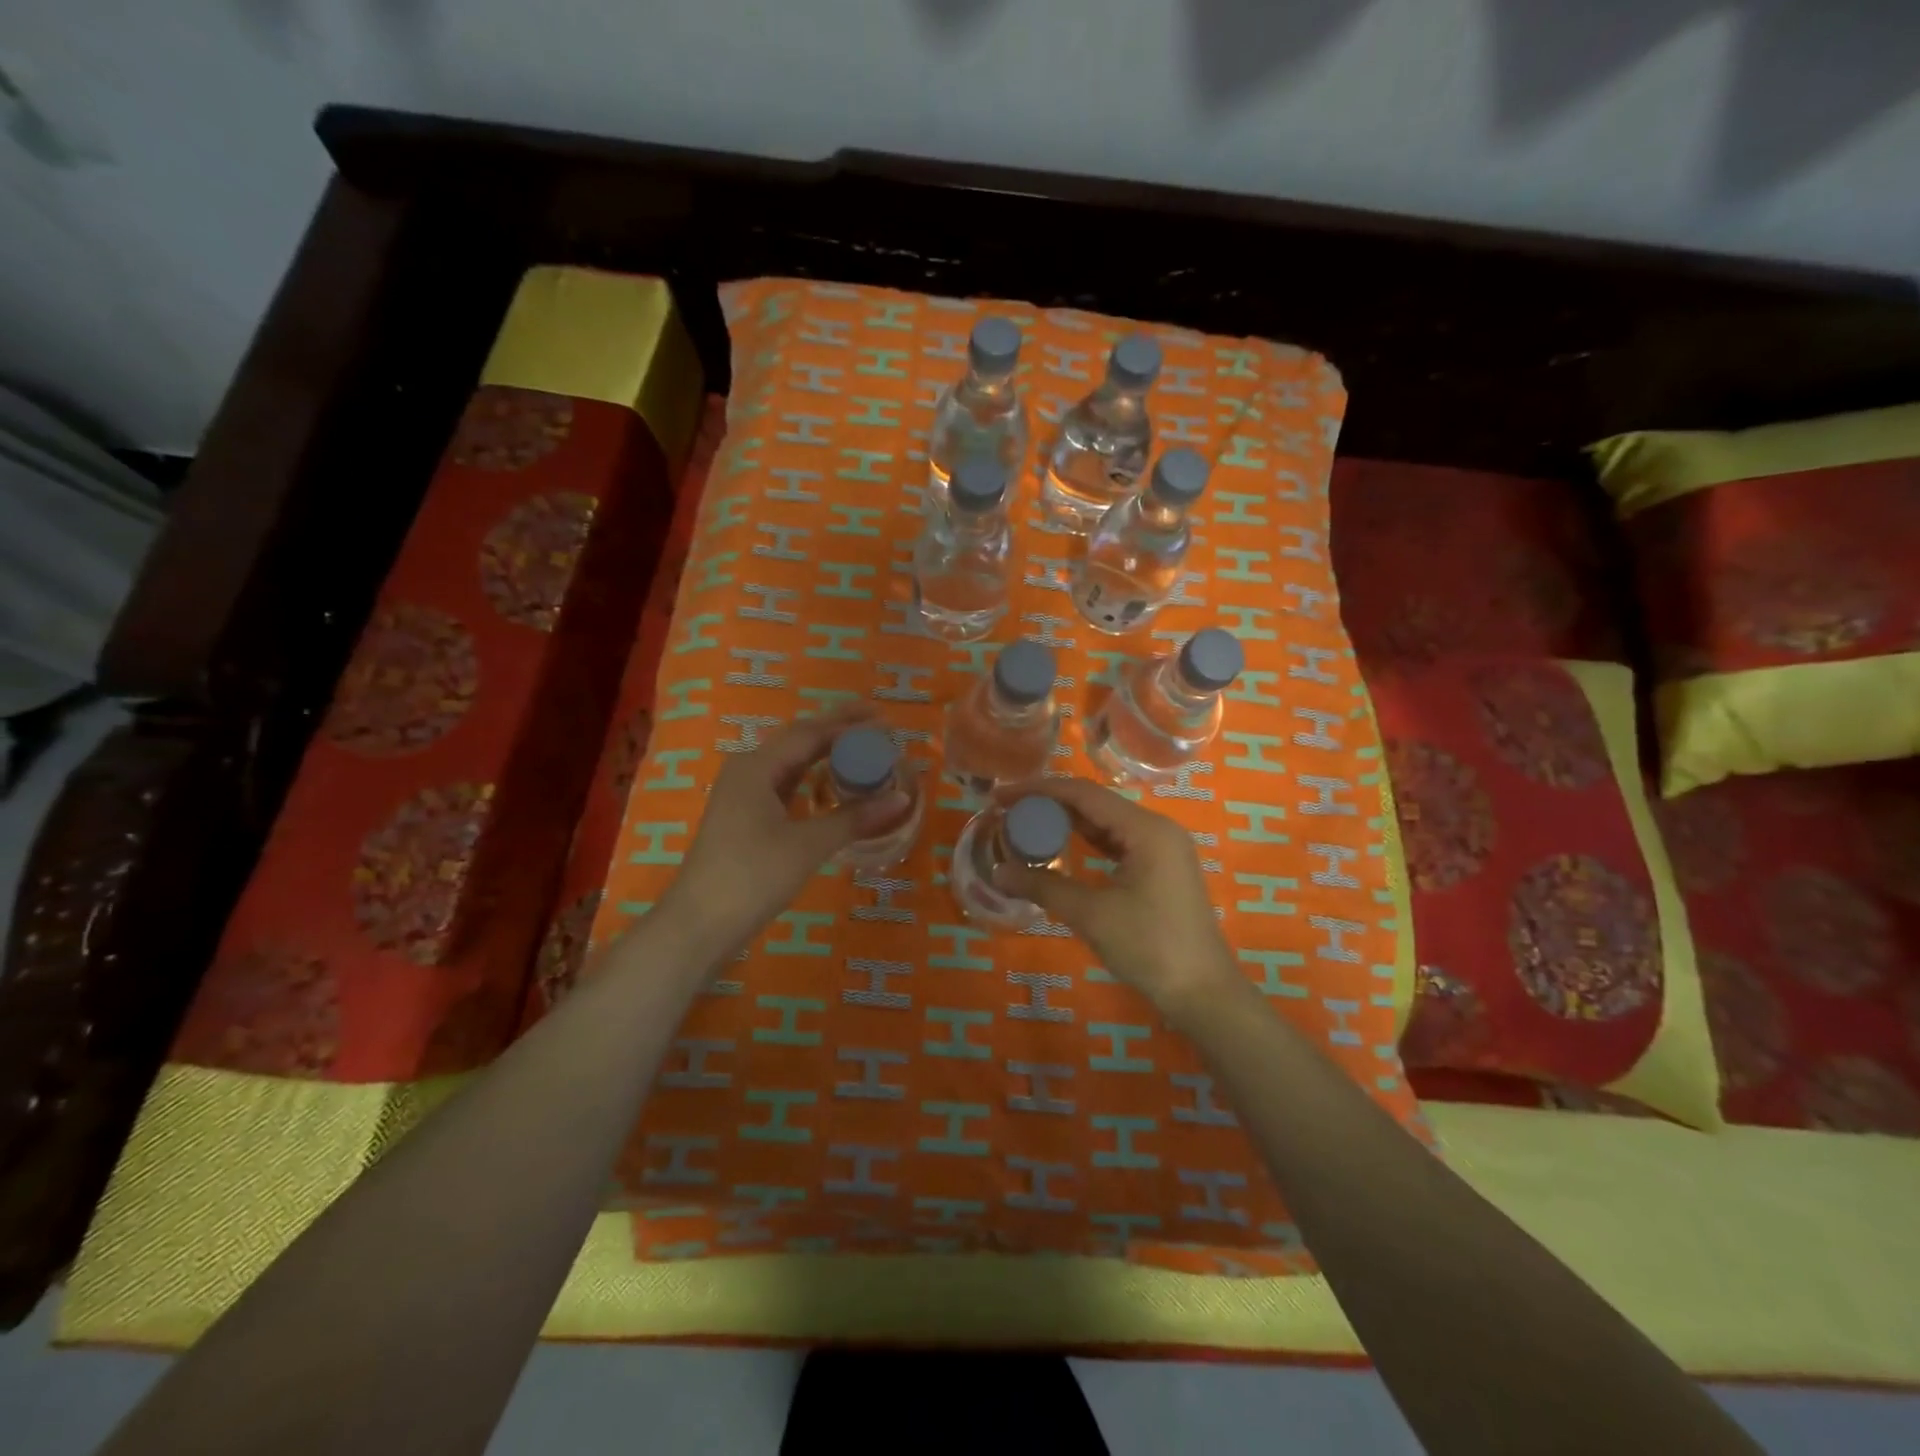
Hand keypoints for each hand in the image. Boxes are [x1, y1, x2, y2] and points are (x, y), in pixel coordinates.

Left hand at [668, 705, 910, 944]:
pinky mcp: (745, 817)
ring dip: (825, 753)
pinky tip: (831, 784)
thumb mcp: (808, 845)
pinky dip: (812, 778)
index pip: (810, 733)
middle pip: (799, 740)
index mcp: (757, 767)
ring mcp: (743, 794)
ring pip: (791, 762)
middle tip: (878, 725)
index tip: (884, 720)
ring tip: (862, 748)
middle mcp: (748, 771)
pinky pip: (785, 784)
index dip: (848, 724)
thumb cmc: (752, 876)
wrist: (700, 924)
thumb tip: (901, 798)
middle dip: (837, 730)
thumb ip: (854, 818)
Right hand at [990, 778, 1241, 1018]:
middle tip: (1007, 813)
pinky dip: (1087, 842)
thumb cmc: (1150, 948)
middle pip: (1095, 803)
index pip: (1083, 794)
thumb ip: (1044, 887)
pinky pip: (1117, 842)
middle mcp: (1156, 828)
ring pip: (1106, 822)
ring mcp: (1162, 849)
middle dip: (1050, 805)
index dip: (1039, 791)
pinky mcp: (1161, 868)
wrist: (1204, 993)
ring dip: (1067, 822)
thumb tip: (998, 873)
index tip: (1002, 797)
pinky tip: (1060, 846)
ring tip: (1026, 826)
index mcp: (1146, 829)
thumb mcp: (1092, 915)